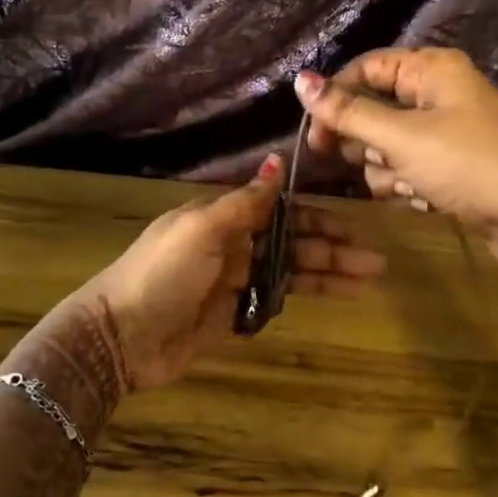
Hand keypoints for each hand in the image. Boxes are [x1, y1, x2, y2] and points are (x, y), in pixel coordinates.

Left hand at [76, 153, 385, 393]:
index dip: (318, 217)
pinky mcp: (232, 315)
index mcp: (223, 218)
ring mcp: (234, 281)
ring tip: (368, 281)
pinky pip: (274, 300)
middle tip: (376, 260)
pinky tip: (333, 297)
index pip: (281, 211)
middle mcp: (233, 245)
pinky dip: (302, 297)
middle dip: (333, 249)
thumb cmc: (161, 273)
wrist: (121, 335)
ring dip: (328, 274)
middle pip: (292, 243)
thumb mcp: (202, 229)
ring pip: (290, 273)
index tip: (355, 223)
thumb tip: (277, 161)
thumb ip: (245, 202)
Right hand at [294, 49, 497, 284]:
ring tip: (412, 185)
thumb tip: (300, 80)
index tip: (316, 137)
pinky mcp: (449, 168)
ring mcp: (445, 133)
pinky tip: (425, 200)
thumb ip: (348, 112)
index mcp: (431, 70)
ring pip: (386, 147)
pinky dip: (408, 186)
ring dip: (388, 171)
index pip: (365, 70)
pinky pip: (408, 170)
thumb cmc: (469, 164)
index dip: (336, 99)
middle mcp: (437, 95)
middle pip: (373, 110)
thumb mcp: (402, 137)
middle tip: (377, 161)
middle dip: (368, 144)